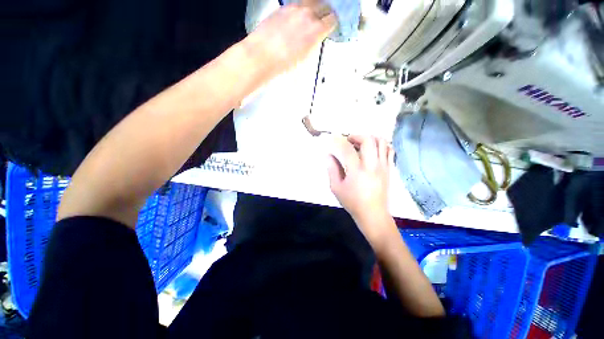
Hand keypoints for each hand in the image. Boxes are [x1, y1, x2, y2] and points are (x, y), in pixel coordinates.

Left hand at [243, 2, 335, 76]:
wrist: (263, 55)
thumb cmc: (284, 63)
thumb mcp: (305, 57)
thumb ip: (314, 42)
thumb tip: (316, 37)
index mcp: (316, 30)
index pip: (332, 19)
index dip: (333, 23)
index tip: (331, 27)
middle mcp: (307, 14)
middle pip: (324, 5)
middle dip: (326, 13)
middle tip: (324, 20)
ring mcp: (294, 8)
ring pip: (311, 2)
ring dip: (314, 8)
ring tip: (310, 18)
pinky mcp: (283, 8)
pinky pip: (297, 4)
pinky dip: (301, 9)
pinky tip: (296, 19)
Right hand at [327, 135, 393, 238]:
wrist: (373, 214)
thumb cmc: (352, 202)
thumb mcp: (336, 187)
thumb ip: (332, 169)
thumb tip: (329, 155)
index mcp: (357, 171)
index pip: (348, 149)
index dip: (339, 142)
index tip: (335, 140)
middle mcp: (372, 165)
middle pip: (368, 140)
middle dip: (357, 136)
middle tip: (349, 141)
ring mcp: (383, 166)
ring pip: (382, 142)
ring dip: (370, 138)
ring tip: (361, 143)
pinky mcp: (389, 169)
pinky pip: (389, 150)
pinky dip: (381, 145)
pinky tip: (373, 150)